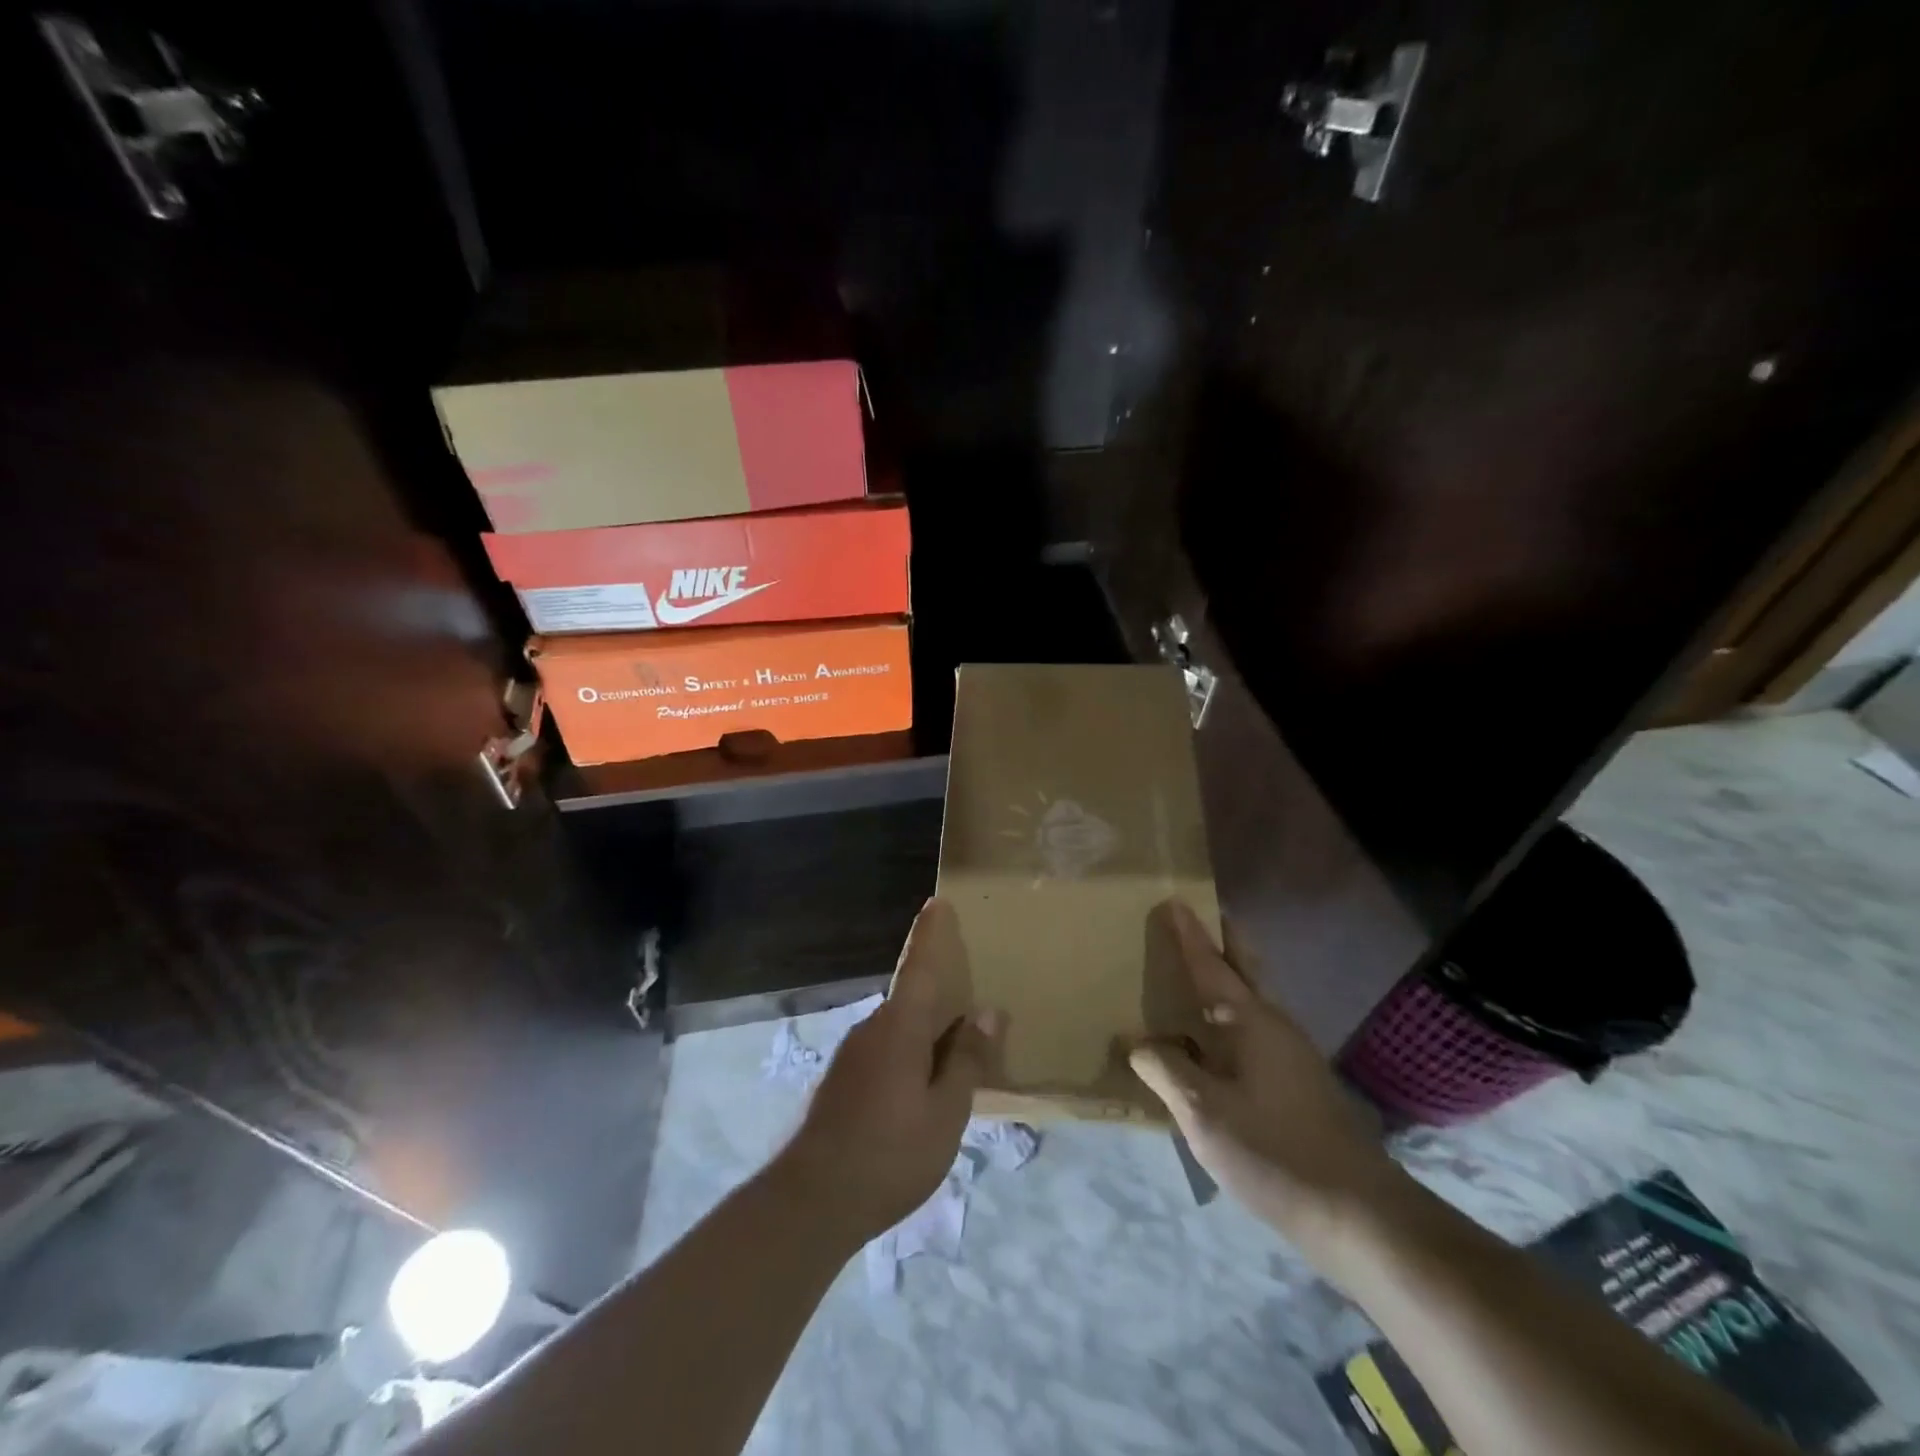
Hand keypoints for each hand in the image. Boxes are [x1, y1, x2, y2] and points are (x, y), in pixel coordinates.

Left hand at [781, 898, 1005, 1245]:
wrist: (811, 1201)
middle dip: (941, 1002)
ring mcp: (852, 1056)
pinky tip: (921, 1095)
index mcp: (899, 1028)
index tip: (937, 903)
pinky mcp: (841, 1082)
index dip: (929, 934)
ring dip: (926, 1038)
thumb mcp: (945, 1113)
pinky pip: (885, 1054)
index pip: (918, 967)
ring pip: (899, 1032)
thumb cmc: (890, 1154)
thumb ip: (967, 1060)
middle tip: (974, 1015)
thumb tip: (988, 1013)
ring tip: (955, 1065)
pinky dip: (909, 1059)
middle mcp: (872, 1029)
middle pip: (912, 1001)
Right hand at [1129, 900, 1403, 1258]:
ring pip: (1253, 1000)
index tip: (1174, 901)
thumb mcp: (1204, 1112)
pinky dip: (1231, 1015)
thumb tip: (1137, 1043)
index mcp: (1251, 1021)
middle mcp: (1275, 1025)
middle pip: (1245, 968)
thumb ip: (1165, 1071)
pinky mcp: (1299, 1082)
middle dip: (1221, 941)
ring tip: (1194, 975)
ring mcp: (1293, 1054)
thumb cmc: (1274, 1151)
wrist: (1358, 1213)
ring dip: (1227, 978)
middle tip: (1195, 920)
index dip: (1190, 934)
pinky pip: (1255, 1029)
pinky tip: (1214, 1041)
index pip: (1212, 964)